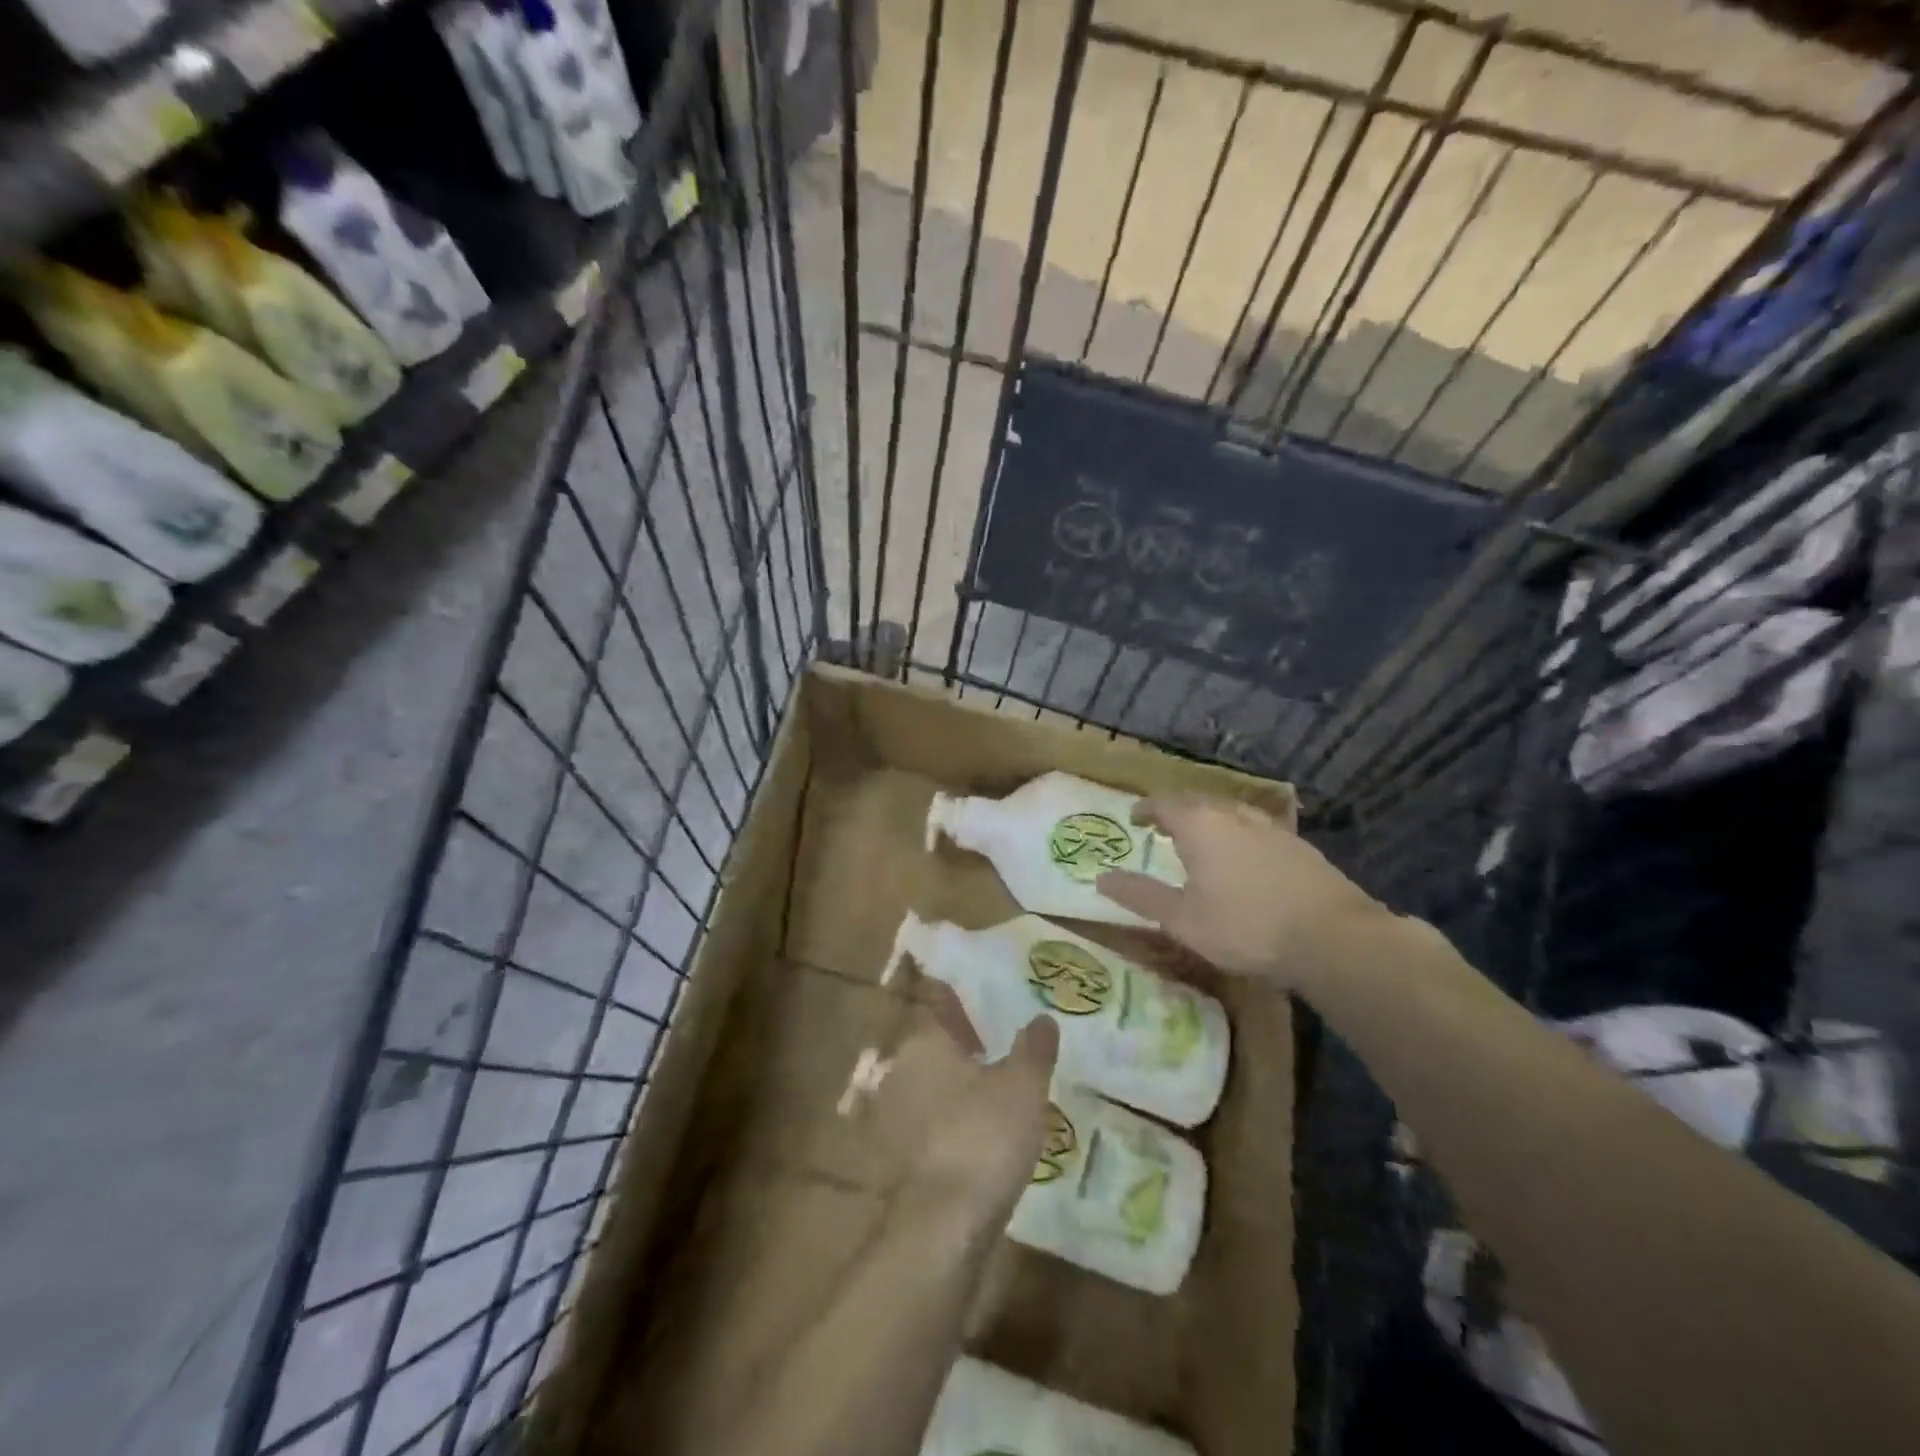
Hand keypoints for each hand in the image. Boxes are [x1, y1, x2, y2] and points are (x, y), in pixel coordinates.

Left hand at [840, 983, 1058, 1224]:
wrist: (944, 1228)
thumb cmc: (984, 1137)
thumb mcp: (1024, 1085)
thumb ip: (1033, 1047)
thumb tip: (1042, 1018)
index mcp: (924, 1042)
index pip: (941, 1004)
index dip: (963, 999)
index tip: (985, 996)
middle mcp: (902, 1071)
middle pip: (938, 1046)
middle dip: (966, 1044)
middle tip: (1004, 1043)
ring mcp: (896, 1116)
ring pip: (934, 1086)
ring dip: (961, 1086)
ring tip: (1002, 1090)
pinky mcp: (902, 1157)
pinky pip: (934, 1123)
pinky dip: (956, 1122)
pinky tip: (985, 1134)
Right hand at [1098, 794, 1384, 986]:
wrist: (1332, 938)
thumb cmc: (1245, 927)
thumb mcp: (1182, 919)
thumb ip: (1140, 895)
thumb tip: (1101, 878)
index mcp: (1200, 825)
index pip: (1164, 802)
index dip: (1146, 809)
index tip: (1135, 819)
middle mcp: (1233, 814)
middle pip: (1198, 802)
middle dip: (1176, 813)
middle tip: (1163, 830)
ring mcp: (1271, 827)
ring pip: (1230, 813)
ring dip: (1209, 822)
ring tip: (1201, 843)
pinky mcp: (1299, 846)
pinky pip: (1256, 829)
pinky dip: (1238, 836)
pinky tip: (1244, 861)